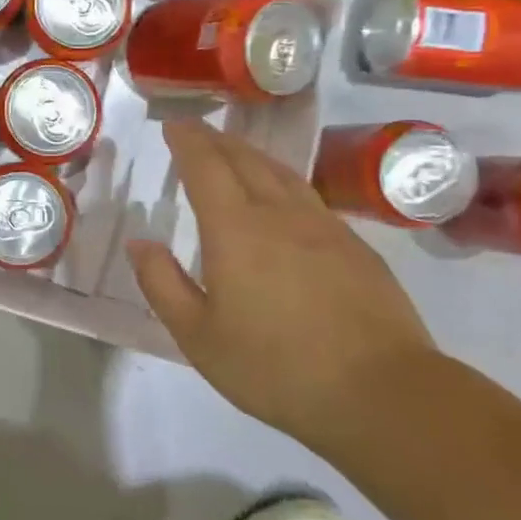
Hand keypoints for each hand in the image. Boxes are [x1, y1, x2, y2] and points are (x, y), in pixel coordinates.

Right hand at [126, 120, 434, 442]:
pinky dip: (283, 181)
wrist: (381, 393)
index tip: (173, 126)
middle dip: (216, 140)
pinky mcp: (356, 247)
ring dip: (252, 155)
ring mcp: (324, 227)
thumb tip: (139, 242)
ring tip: (236, 153)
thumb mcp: (197, 336)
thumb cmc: (274, 367)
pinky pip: (309, 196)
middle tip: (197, 132)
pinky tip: (285, 198)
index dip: (187, 141)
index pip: (206, 167)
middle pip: (245, 160)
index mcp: (235, 230)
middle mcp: (279, 214)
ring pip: (282, 173)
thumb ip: (162, 284)